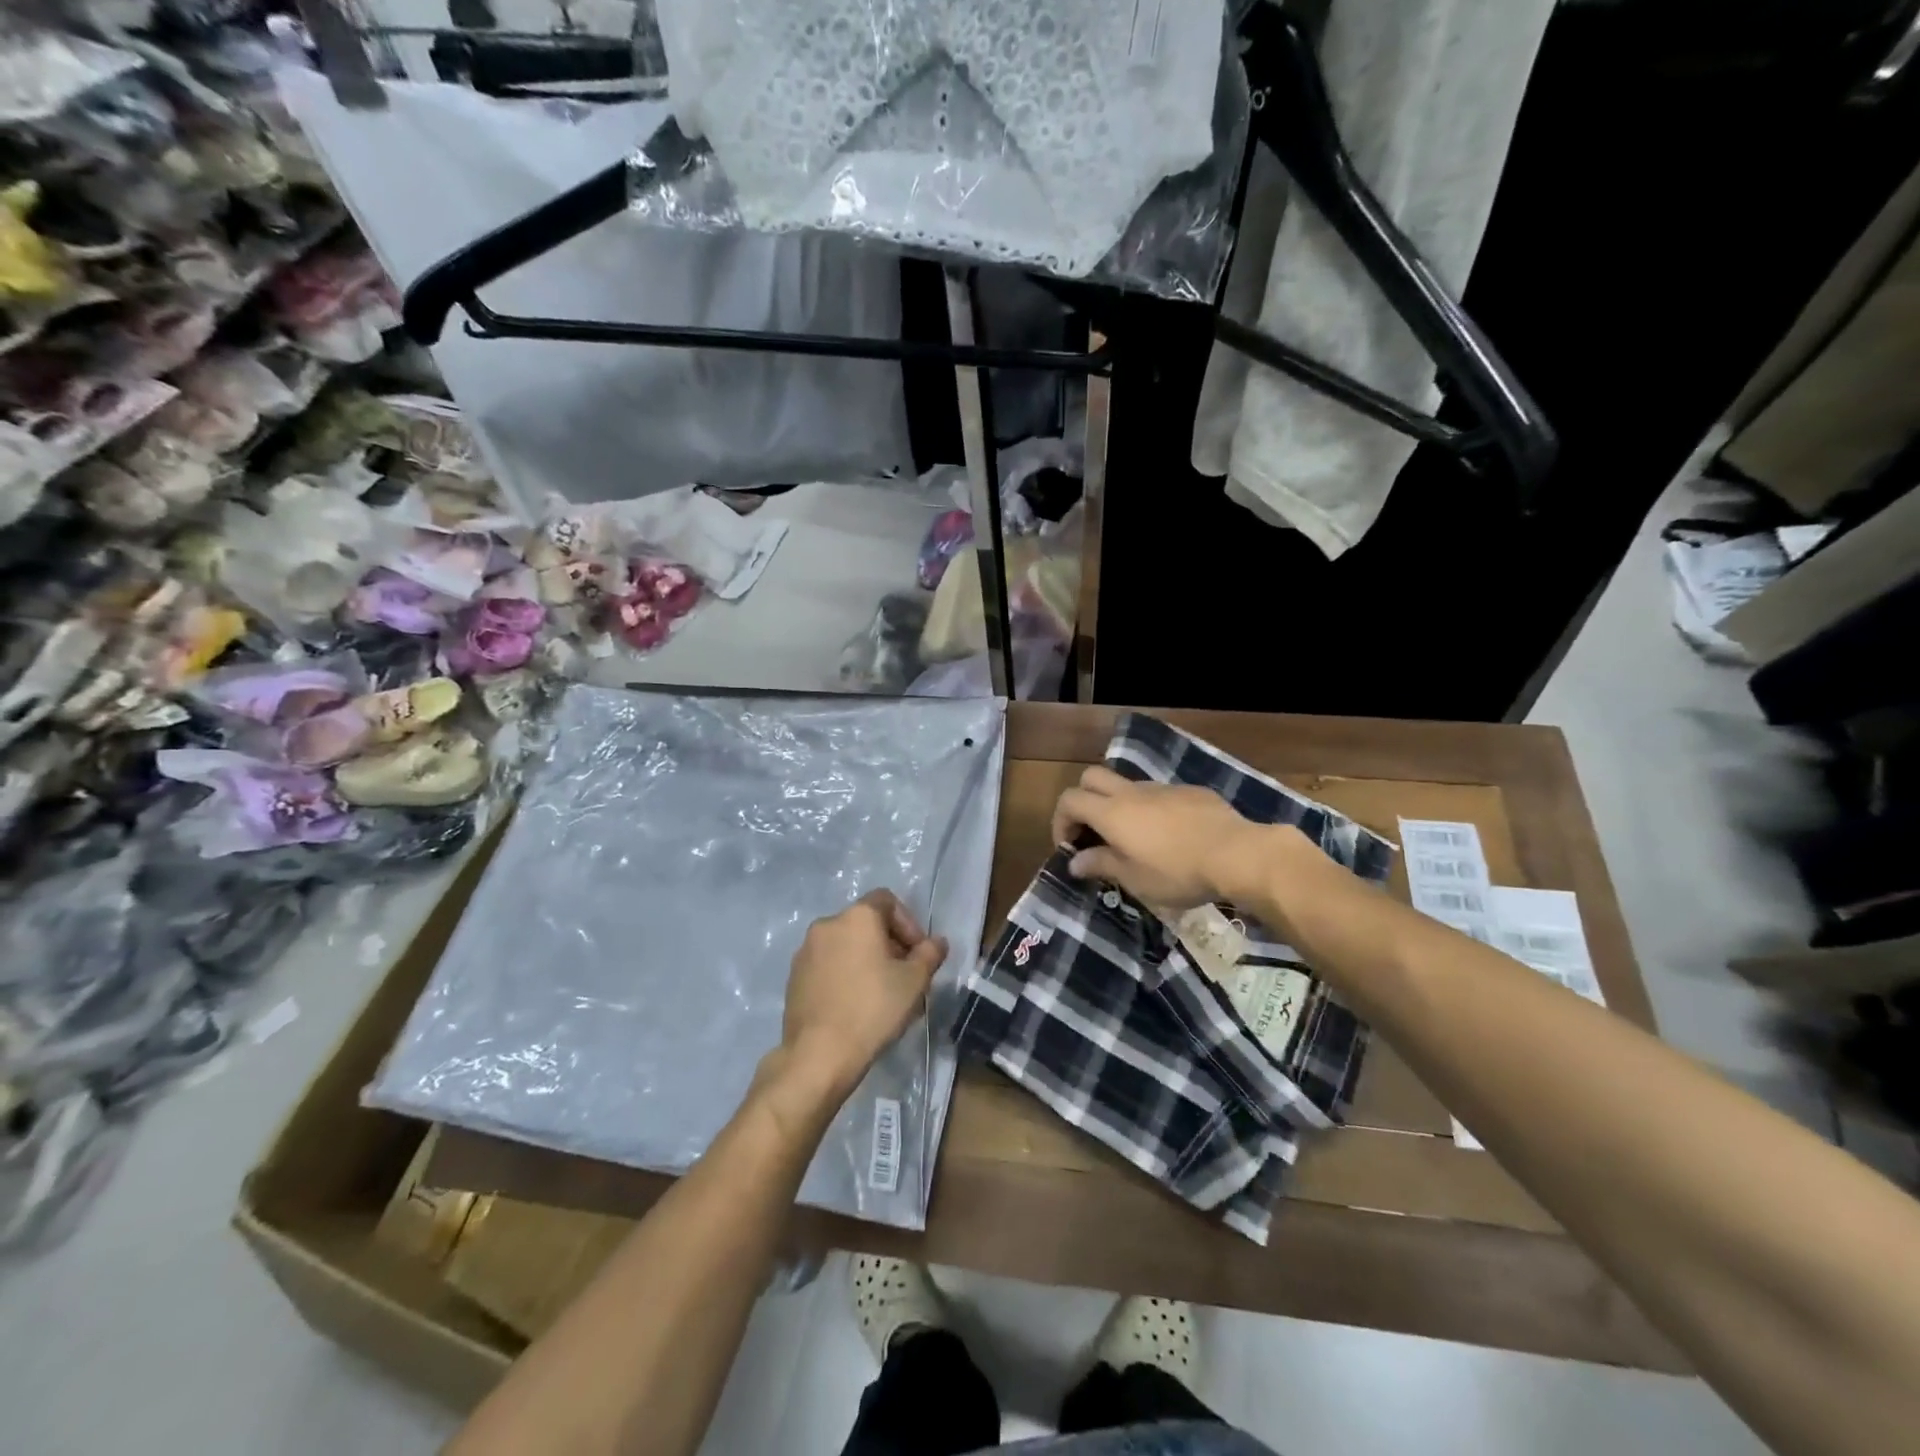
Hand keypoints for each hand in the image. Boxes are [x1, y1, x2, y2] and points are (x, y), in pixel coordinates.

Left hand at [780, 890, 948, 1095]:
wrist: (819, 1054)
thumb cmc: (873, 1008)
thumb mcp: (915, 981)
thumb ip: (929, 954)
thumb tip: (936, 942)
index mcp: (857, 917)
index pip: (887, 901)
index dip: (908, 923)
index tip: (918, 953)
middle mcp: (827, 924)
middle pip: (865, 923)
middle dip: (889, 944)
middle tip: (905, 976)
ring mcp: (805, 951)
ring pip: (845, 945)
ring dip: (866, 960)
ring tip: (881, 993)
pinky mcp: (794, 977)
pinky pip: (827, 965)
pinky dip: (844, 974)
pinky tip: (855, 1005)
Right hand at [1050, 765, 1279, 910]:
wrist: (1236, 854)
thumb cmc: (1177, 872)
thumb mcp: (1134, 879)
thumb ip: (1101, 864)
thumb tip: (1075, 861)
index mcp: (1111, 812)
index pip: (1069, 800)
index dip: (1060, 821)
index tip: (1070, 847)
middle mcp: (1131, 792)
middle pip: (1092, 777)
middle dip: (1083, 800)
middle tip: (1092, 832)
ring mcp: (1162, 788)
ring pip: (1127, 784)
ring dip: (1117, 805)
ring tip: (1131, 839)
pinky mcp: (1189, 792)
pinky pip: (1159, 794)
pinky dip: (1150, 809)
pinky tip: (1168, 836)